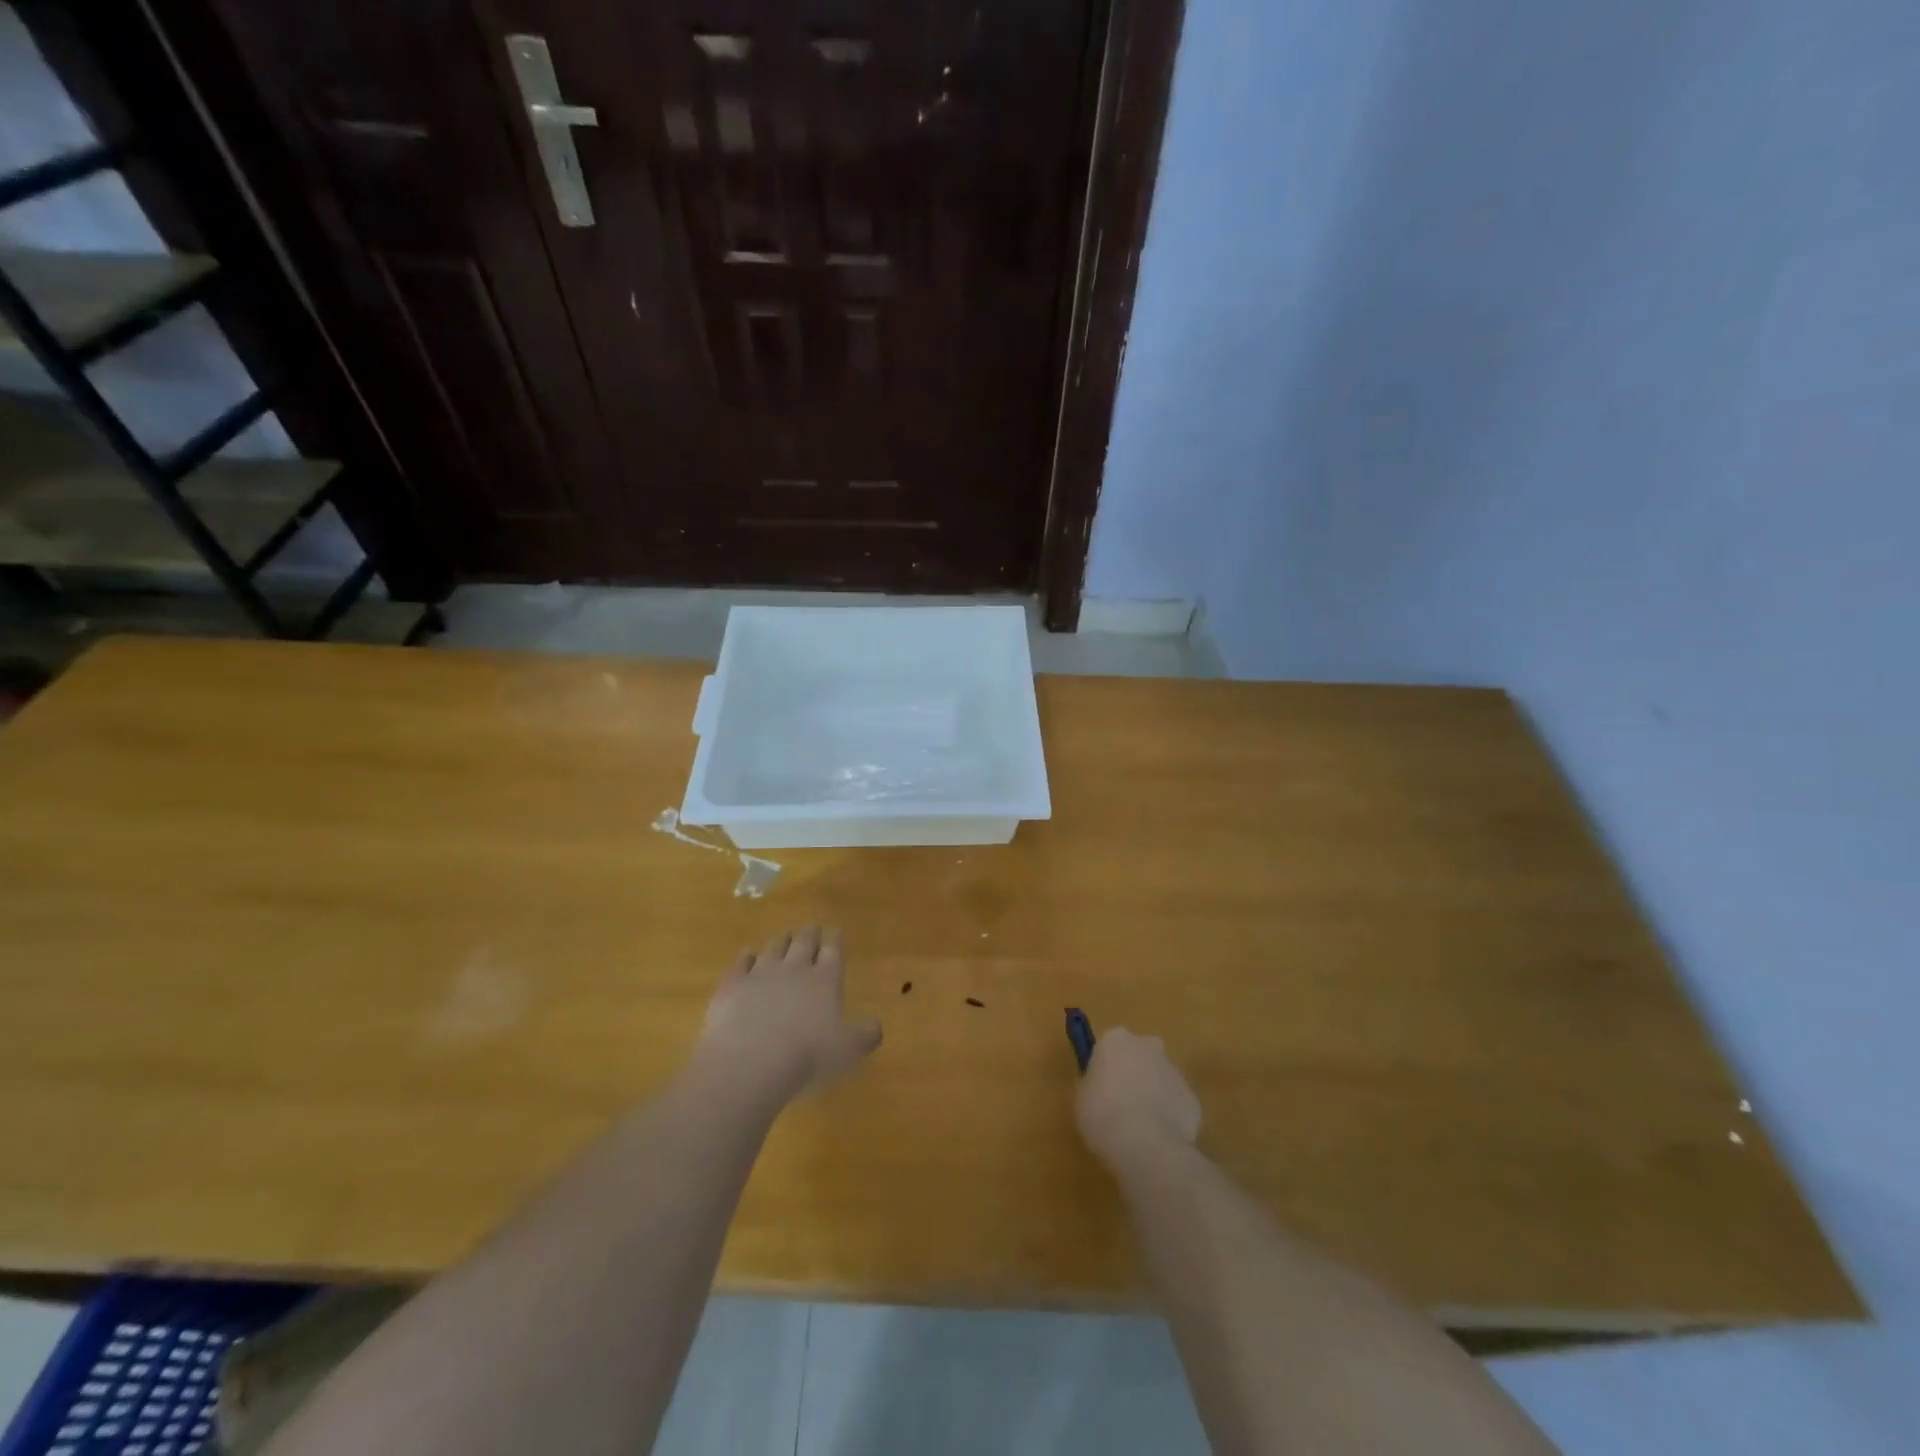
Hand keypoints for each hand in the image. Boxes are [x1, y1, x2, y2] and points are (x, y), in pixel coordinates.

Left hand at [694, 927, 881, 1108]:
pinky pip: (741, 963)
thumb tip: (875, 1025)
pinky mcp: (732, 985)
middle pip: (803, 941)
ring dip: (780, 941)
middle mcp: (794, 968)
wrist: (749, 1062)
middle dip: (809, 934)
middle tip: (811, 930)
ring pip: (773, 947)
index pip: (833, 949)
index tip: (835, 932)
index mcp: (825, 979)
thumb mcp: (848, 1050)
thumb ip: (866, 1034)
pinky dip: (746, 957)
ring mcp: (760, 973)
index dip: (835, 939)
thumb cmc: (806, 1055)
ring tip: (783, 939)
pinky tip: (747, 957)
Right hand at [1076, 1028, 1201, 1167]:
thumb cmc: (1102, 1114)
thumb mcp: (1081, 1096)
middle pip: (1140, 1055)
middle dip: (1134, 1074)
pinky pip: (1176, 1103)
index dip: (1105, 1067)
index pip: (1109, 1046)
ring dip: (1152, 1094)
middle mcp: (1148, 1046)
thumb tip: (1101, 1085)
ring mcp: (1175, 1071)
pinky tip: (1158, 1139)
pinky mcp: (1193, 1098)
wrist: (1145, 1145)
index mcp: (1116, 1040)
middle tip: (1121, 1104)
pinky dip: (1169, 1116)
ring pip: (1160, 1079)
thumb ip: (1093, 1083)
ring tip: (1139, 1128)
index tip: (1100, 1088)